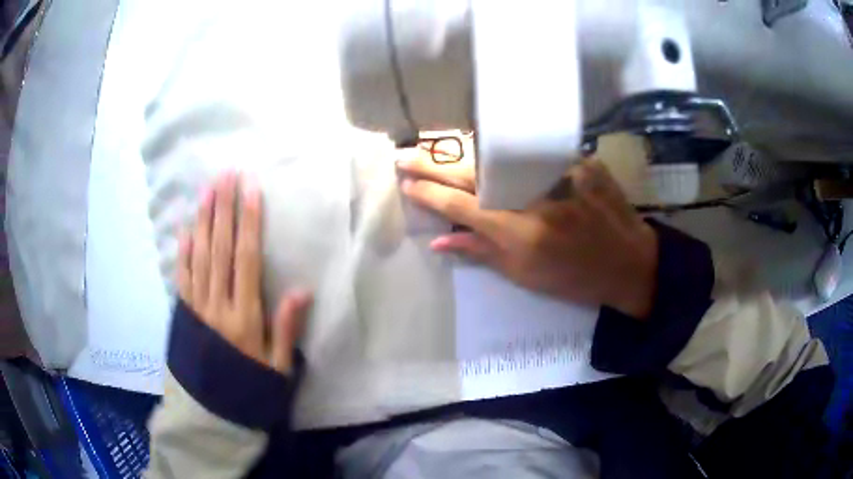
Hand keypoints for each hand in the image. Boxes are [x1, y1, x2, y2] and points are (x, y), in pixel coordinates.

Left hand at [178, 171, 311, 372]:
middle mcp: (217, 305)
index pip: (246, 259)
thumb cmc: (250, 388)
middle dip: (223, 210)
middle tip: (225, 176)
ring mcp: (197, 308)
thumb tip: (302, 290)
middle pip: (220, 249)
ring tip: (207, 191)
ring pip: (199, 256)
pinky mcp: (185, 314)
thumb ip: (286, 328)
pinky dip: (183, 252)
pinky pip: (182, 278)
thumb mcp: (277, 367)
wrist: (212, 411)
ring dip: (203, 221)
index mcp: (244, 317)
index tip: (250, 191)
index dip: (249, 223)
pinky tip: (185, 230)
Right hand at [397, 158, 657, 318]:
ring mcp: (558, 171)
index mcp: (519, 232)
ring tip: (431, 144)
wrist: (630, 262)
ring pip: (498, 152)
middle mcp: (533, 195)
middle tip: (403, 155)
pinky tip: (482, 144)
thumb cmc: (576, 278)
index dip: (429, 194)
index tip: (405, 184)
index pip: (461, 205)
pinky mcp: (578, 159)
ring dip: (459, 147)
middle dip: (431, 163)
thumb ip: (482, 252)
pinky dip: (503, 147)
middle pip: (472, 172)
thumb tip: (440, 242)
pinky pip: (531, 149)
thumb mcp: (526, 276)